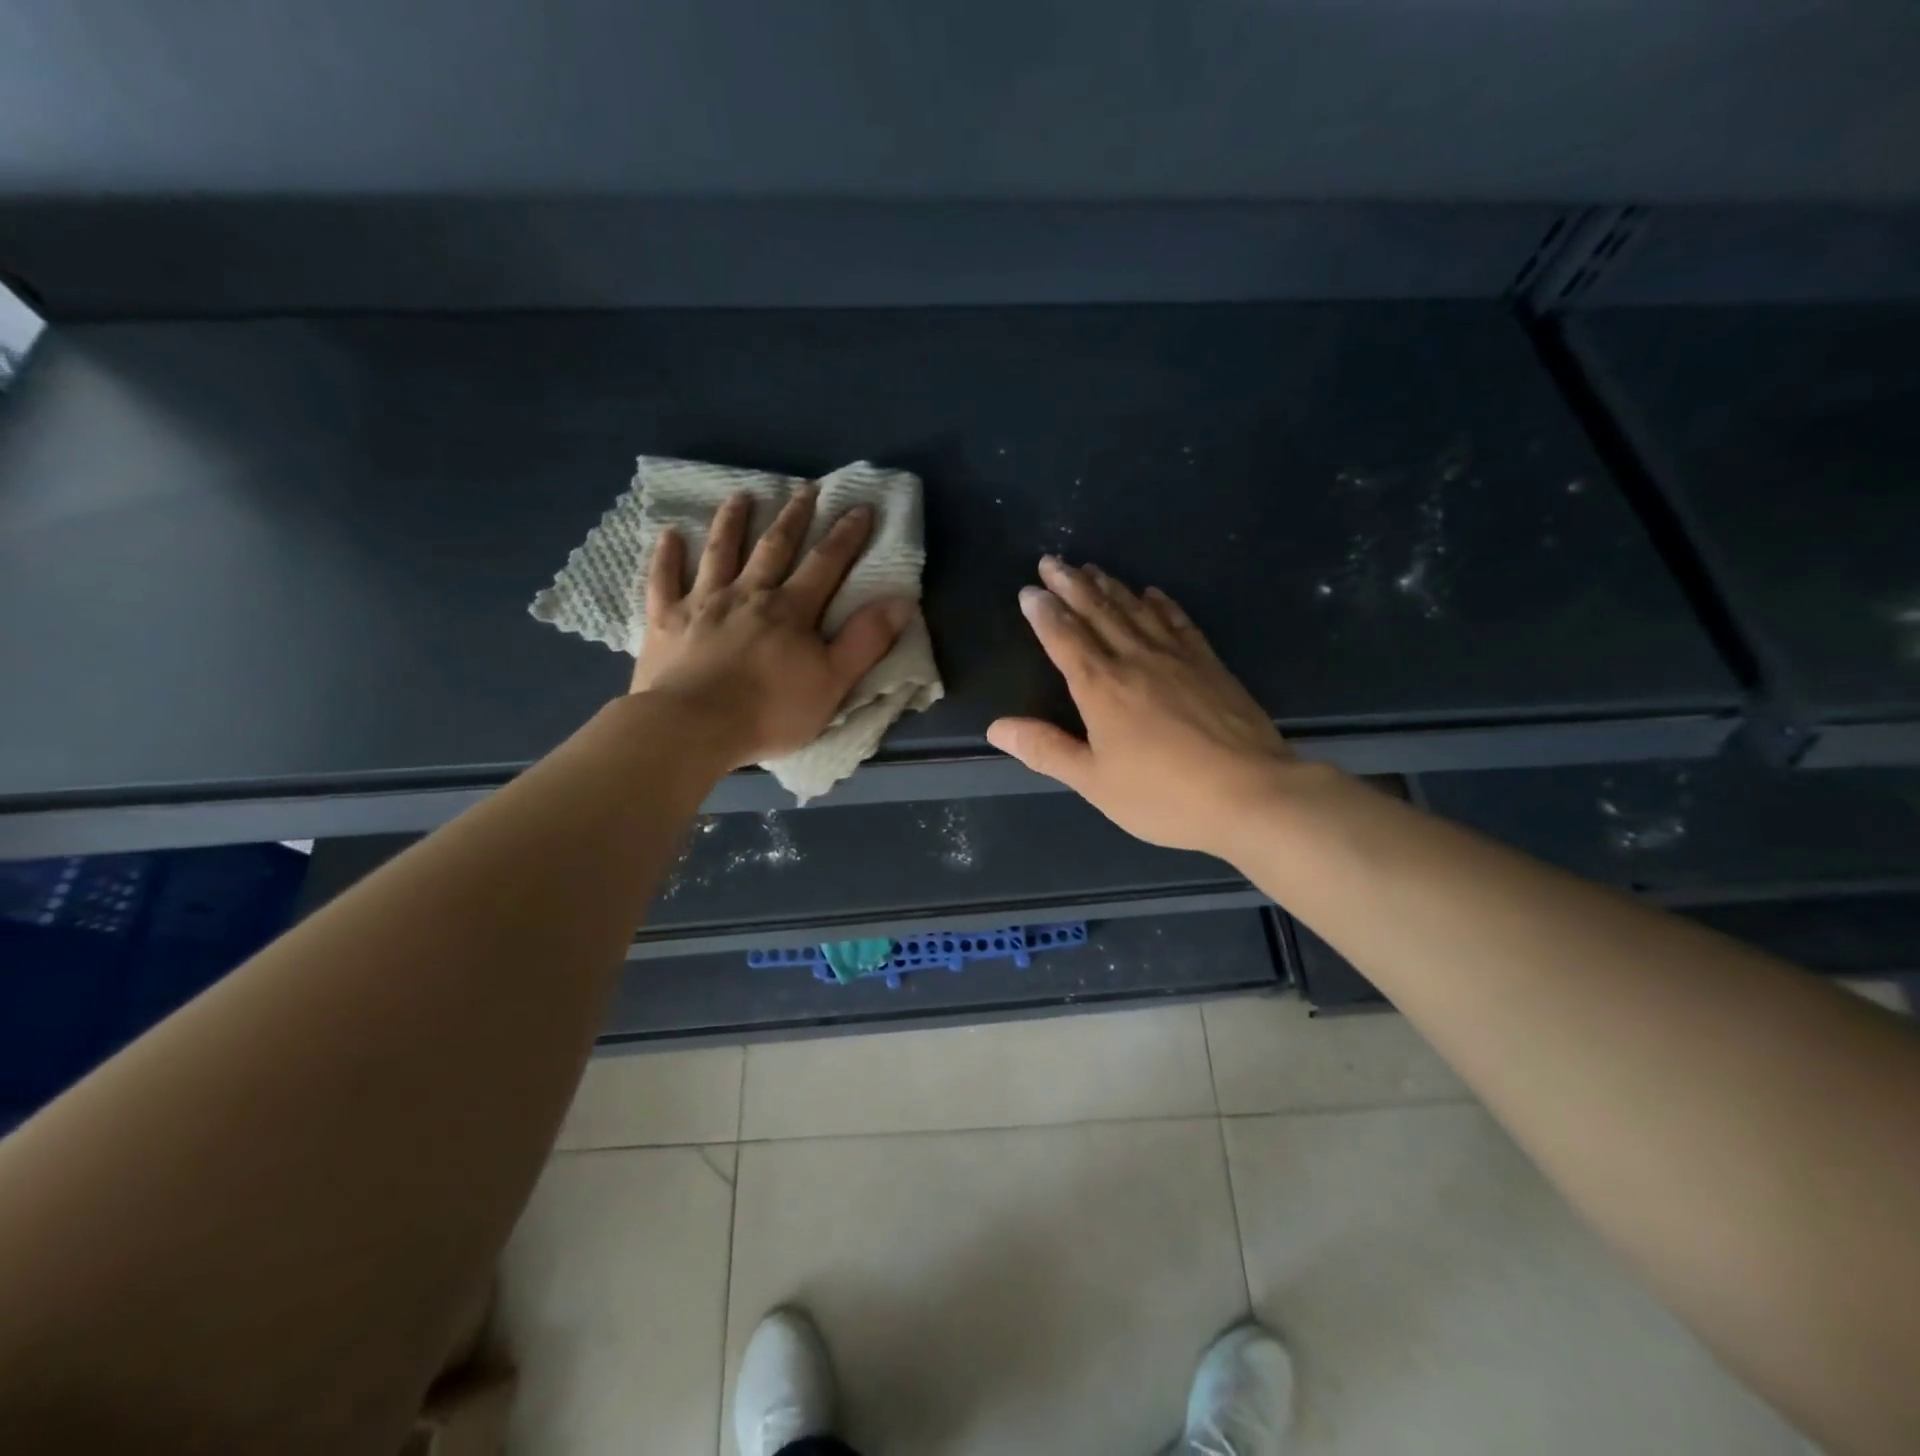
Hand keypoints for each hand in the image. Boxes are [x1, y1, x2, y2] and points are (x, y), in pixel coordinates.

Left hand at [630, 485, 914, 767]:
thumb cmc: (770, 711)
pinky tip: (668, 534)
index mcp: (791, 610)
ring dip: (732, 522)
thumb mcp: (833, 682)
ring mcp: (702, 603)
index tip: (860, 507)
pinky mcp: (665, 620)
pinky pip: (663, 580)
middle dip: (794, 517)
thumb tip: (901, 601)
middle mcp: (748, 594)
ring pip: (720, 552)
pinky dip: (666, 555)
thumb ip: (865, 641)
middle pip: (774, 547)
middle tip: (806, 488)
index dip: (846, 536)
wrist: (693, 727)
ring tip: (741, 496)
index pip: (826, 564)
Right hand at [986, 557, 1307, 856]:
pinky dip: (1161, 604)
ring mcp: (1177, 658)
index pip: (1064, 639)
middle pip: (1098, 612)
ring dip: (1110, 586)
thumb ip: (1046, 750)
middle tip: (1052, 561)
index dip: (1044, 613)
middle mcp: (1135, 660)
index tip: (1029, 591)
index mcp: (1101, 687)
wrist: (1251, 794)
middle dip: (1071, 585)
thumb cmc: (1163, 796)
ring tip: (1091, 568)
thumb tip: (997, 727)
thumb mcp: (1094, 781)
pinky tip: (1152, 593)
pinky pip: (1179, 622)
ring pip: (1135, 610)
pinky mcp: (1210, 664)